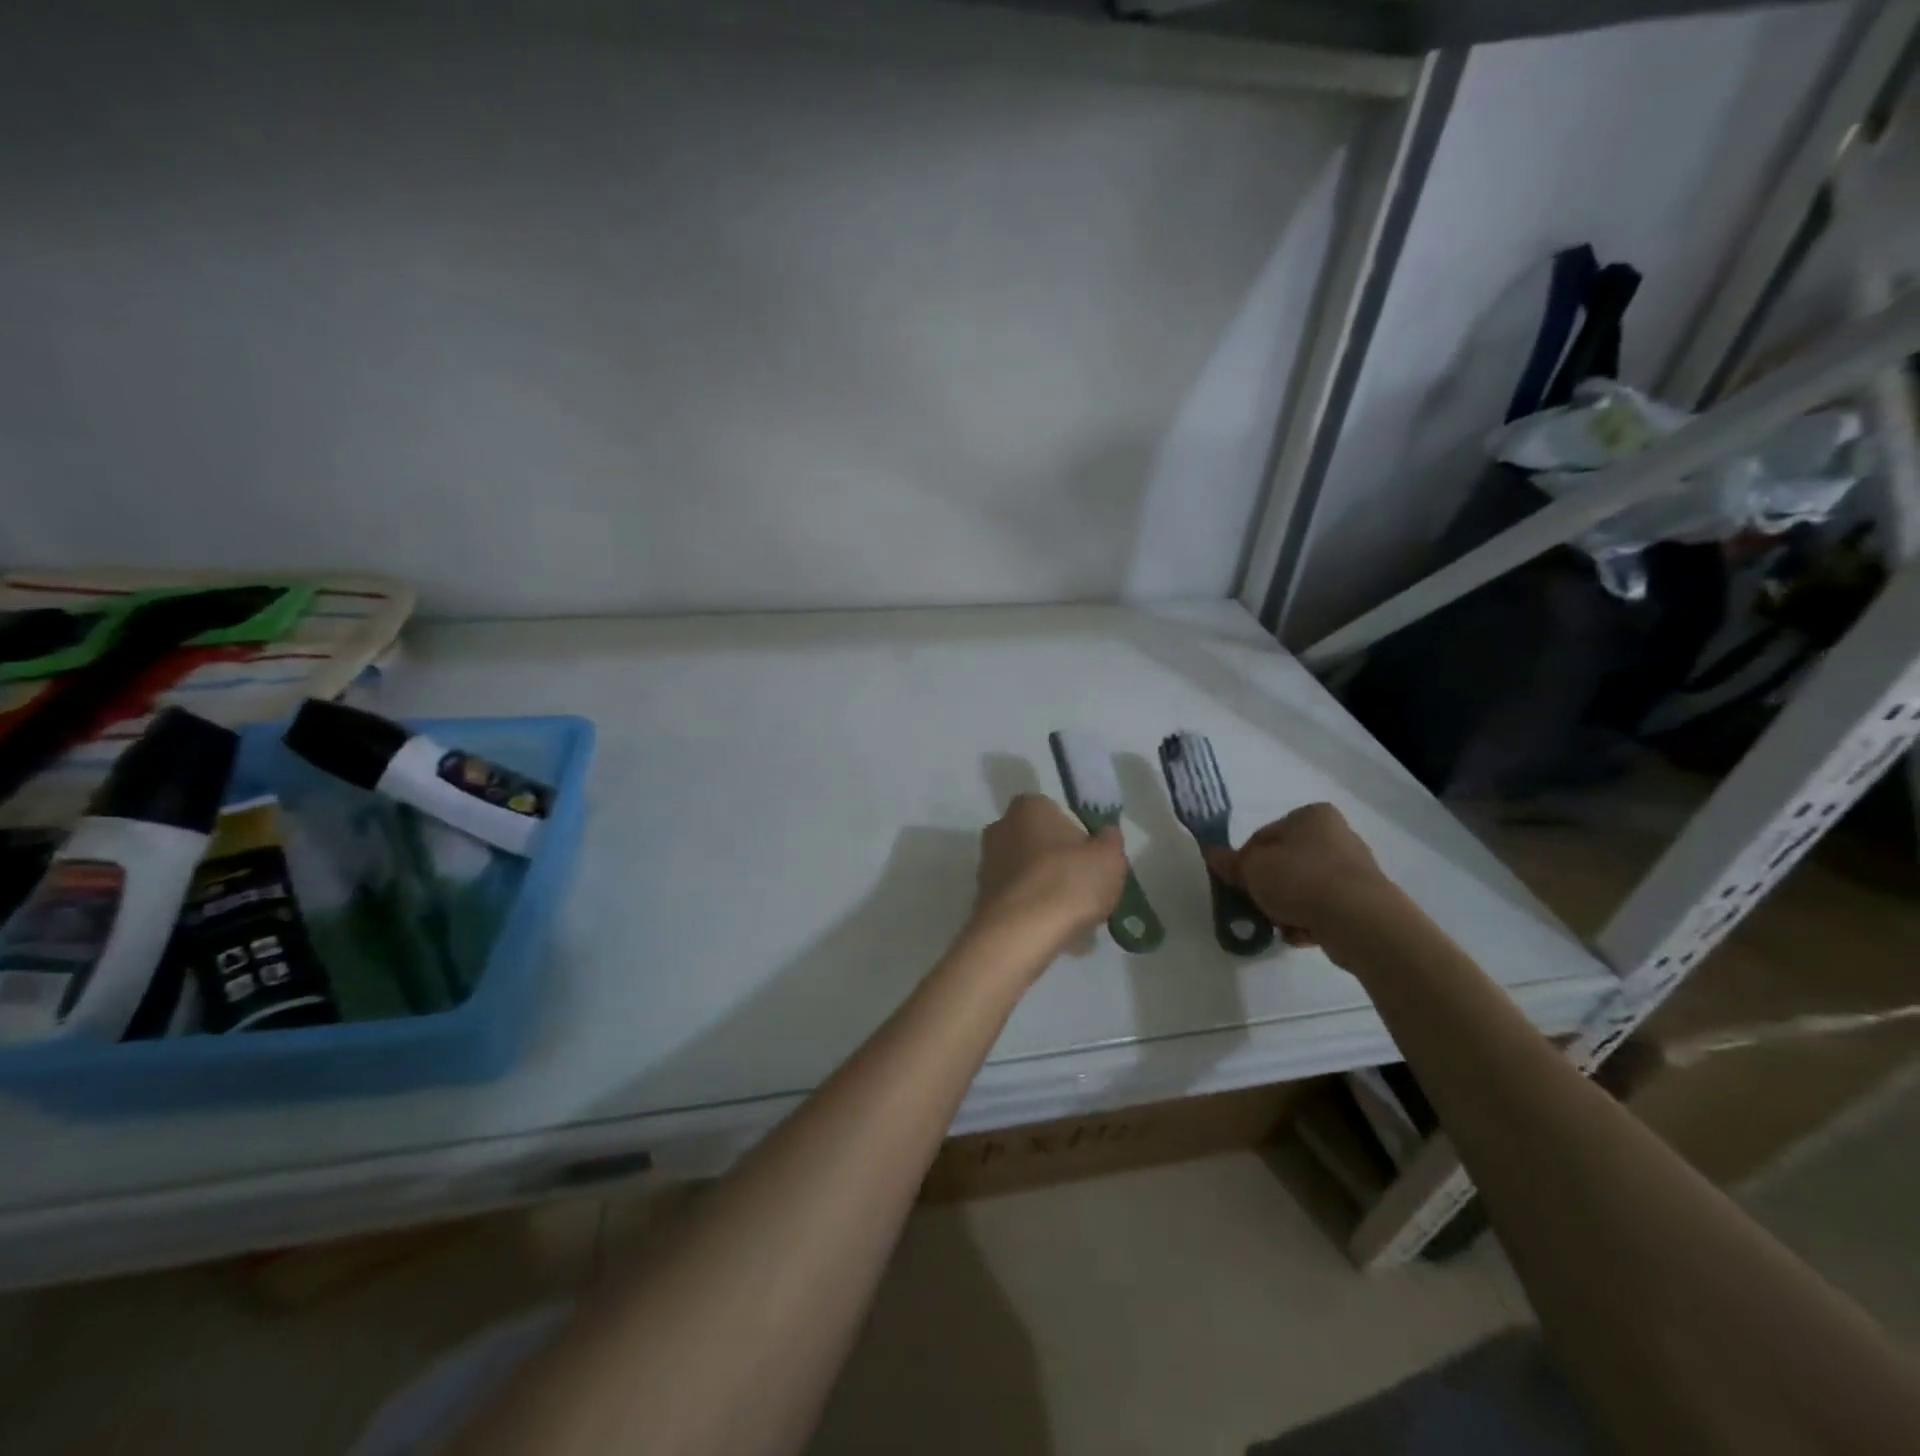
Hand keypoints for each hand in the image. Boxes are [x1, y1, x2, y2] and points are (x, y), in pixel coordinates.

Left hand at [973, 793, 1126, 950]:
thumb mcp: (1109, 858)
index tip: (1093, 862)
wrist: (1021, 932)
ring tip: (1073, 918)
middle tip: (1085, 890)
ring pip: (1028, 874)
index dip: (1078, 838)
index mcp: (1028, 807)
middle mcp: (1000, 828)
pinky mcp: (983, 898)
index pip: (1056, 813)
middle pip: (1039, 844)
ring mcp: (987, 865)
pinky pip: (1018, 900)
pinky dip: (1034, 911)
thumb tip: (1105, 835)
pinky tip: (1053, 931)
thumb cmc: (1068, 881)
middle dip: (1060, 864)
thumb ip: (1110, 842)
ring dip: (1047, 890)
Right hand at [1206, 803, 1388, 948]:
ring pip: (1303, 888)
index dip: (1245, 861)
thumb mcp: (1252, 869)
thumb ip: (1230, 863)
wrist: (1358, 920)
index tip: (1237, 884)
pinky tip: (1302, 933)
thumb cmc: (1299, 880)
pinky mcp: (1364, 901)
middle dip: (1268, 887)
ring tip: (1280, 924)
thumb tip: (1212, 855)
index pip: (1264, 836)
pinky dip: (1310, 920)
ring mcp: (1354, 869)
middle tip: (1256, 905)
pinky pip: (1324, 908)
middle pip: (1285, 863)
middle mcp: (1337, 835)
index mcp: (1311, 816)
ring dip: (1287, 906)